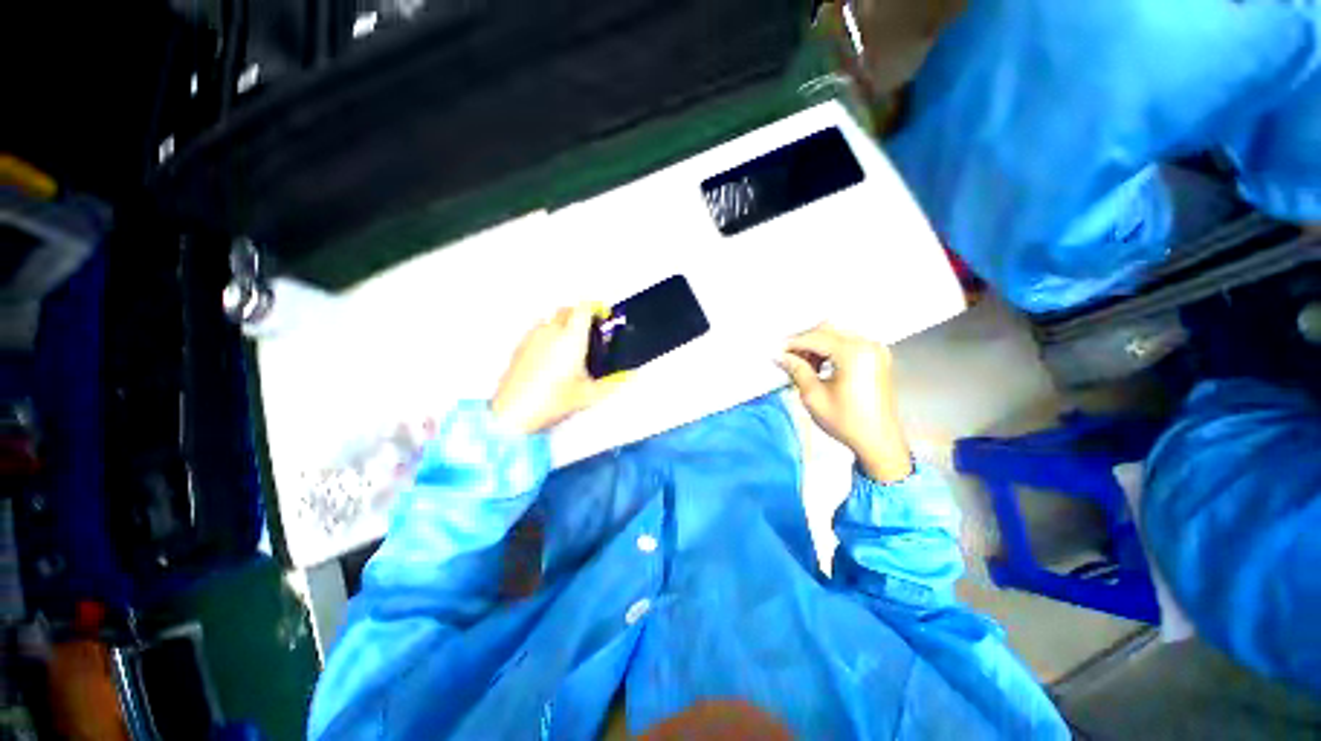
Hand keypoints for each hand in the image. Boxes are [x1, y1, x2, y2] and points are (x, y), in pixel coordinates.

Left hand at [490, 304, 624, 433]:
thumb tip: (632, 375)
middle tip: (590, 333)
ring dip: (562, 324)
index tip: (603, 316)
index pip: (583, 308)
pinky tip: (550, 356)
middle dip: (579, 315)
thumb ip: (614, 383)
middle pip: (566, 310)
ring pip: (550, 319)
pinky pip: (537, 331)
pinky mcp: (519, 346)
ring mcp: (532, 337)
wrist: (514, 413)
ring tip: (570, 345)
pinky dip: (547, 334)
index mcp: (571, 338)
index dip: (595, 307)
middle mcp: (551, 331)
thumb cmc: (555, 401)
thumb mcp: (590, 395)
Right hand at [776, 324, 912, 481]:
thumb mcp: (814, 396)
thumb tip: (782, 356)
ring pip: (837, 335)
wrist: (878, 441)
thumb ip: (797, 370)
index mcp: (854, 353)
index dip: (793, 344)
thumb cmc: (848, 422)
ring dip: (817, 346)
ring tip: (804, 365)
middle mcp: (868, 345)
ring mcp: (875, 350)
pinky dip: (831, 350)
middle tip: (789, 358)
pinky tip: (820, 365)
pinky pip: (849, 343)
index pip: (815, 338)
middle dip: (805, 342)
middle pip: (828, 331)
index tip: (778, 352)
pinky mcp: (877, 357)